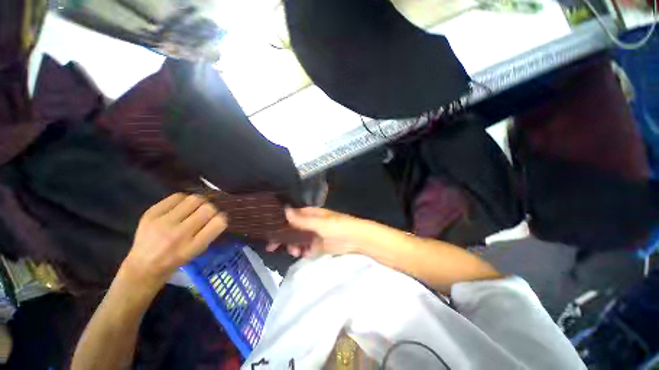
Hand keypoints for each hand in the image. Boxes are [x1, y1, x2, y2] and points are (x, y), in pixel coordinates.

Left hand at [121, 193, 226, 288]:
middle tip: (206, 213)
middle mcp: (179, 234)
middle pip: (209, 208)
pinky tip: (181, 206)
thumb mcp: (197, 252)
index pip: (219, 222)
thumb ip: (209, 233)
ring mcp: (162, 223)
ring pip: (195, 199)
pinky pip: (177, 196)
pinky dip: (183, 199)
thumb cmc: (175, 260)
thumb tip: (219, 213)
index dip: (222, 218)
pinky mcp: (151, 214)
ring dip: (199, 202)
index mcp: (193, 247)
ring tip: (194, 208)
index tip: (218, 219)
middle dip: (211, 209)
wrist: (142, 266)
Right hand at [267, 207, 397, 257]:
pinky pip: (307, 249)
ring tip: (295, 252)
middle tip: (272, 247)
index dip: (280, 222)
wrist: (356, 239)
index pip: (291, 216)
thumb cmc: (337, 227)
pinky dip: (304, 252)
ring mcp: (314, 235)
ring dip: (294, 246)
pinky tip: (305, 254)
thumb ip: (301, 219)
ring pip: (298, 240)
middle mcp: (310, 223)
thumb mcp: (319, 222)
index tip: (268, 230)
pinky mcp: (318, 246)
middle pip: (292, 229)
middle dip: (283, 237)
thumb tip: (284, 209)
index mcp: (310, 214)